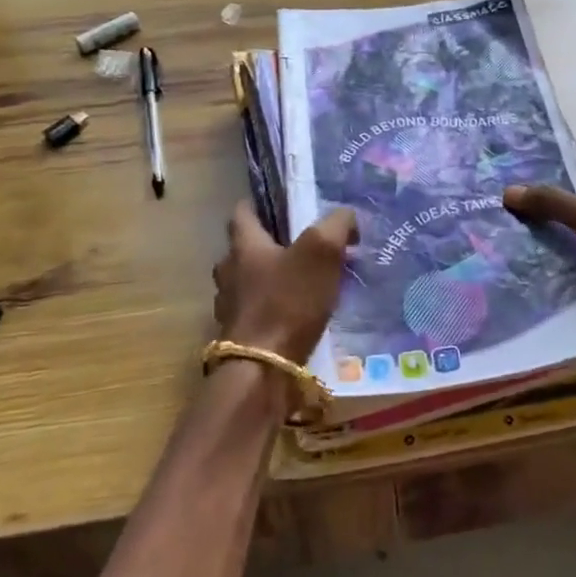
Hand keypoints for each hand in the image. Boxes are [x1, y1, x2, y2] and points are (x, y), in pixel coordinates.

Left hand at [211, 202, 357, 365]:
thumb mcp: (322, 251)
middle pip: (245, 250)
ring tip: (305, 283)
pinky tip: (299, 316)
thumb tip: (346, 217)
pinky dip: (275, 310)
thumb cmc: (288, 301)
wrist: (263, 371)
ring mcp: (230, 308)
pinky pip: (258, 314)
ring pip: (250, 283)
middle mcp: (229, 273)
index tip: (277, 204)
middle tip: (301, 246)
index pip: (241, 213)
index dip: (257, 205)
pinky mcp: (240, 338)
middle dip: (270, 246)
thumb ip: (336, 225)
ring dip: (271, 280)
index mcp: (244, 246)